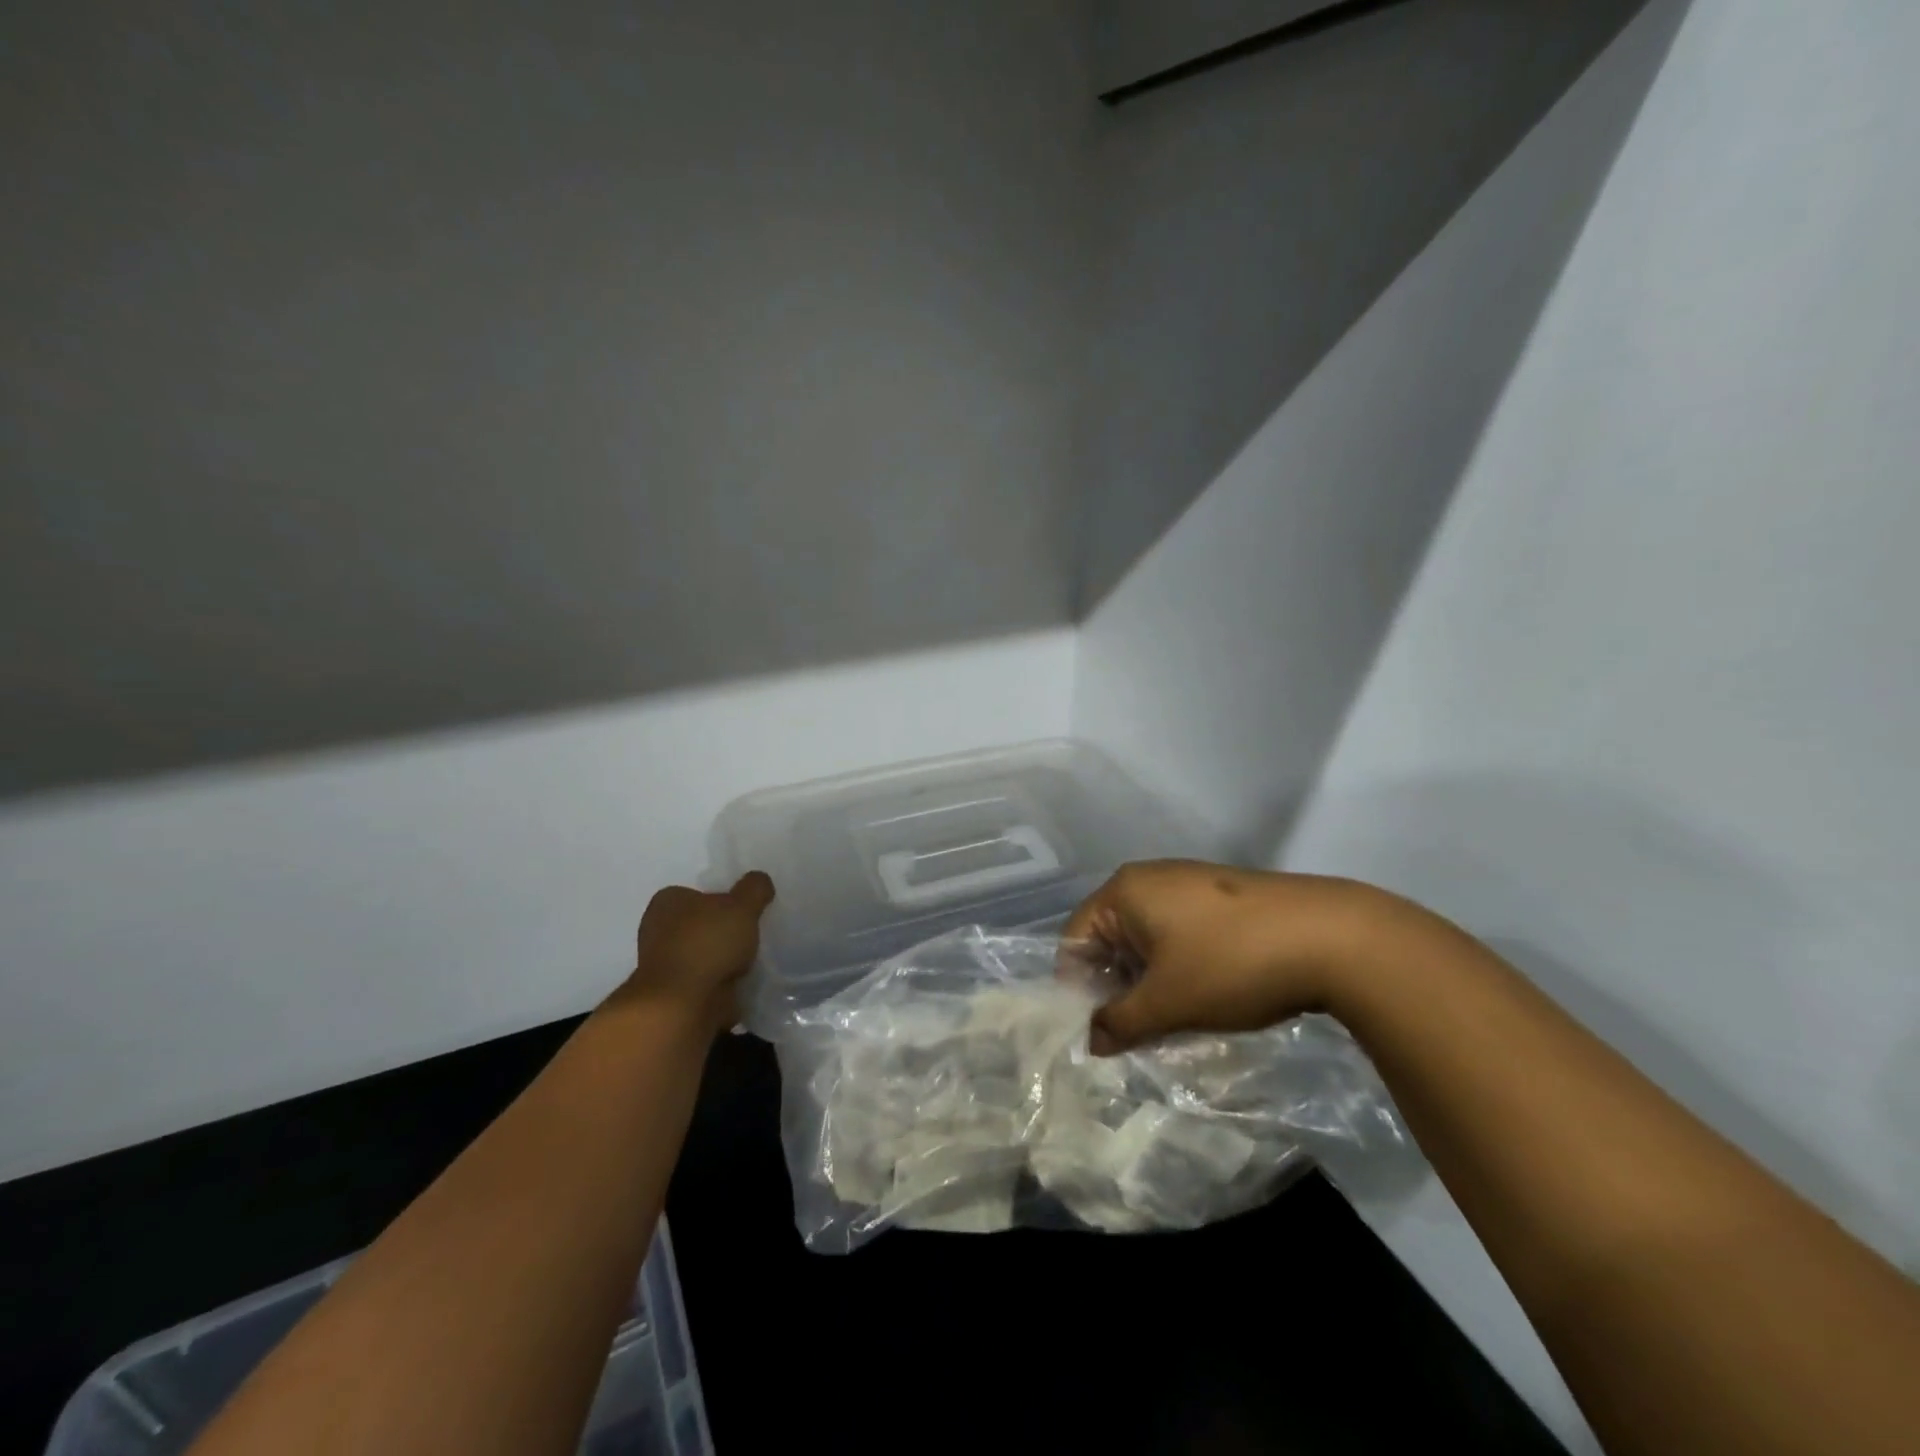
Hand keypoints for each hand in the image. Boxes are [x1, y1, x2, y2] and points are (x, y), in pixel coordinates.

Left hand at [610, 872, 774, 1033]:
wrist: (683, 1003)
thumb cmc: (709, 943)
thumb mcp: (743, 905)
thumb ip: (754, 888)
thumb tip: (760, 881)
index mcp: (667, 901)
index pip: (698, 893)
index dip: (723, 901)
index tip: (745, 913)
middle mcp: (657, 929)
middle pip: (700, 925)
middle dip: (722, 932)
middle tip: (750, 937)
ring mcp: (661, 964)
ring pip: (701, 955)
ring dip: (721, 960)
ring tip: (750, 963)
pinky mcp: (671, 994)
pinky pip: (702, 982)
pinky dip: (718, 984)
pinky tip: (738, 985)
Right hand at [1063, 860, 1407, 1053]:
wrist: (1332, 937)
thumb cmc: (1231, 964)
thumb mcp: (1168, 1003)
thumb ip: (1120, 1023)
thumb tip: (1091, 1041)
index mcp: (1124, 891)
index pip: (1074, 940)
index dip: (1077, 989)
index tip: (1098, 1032)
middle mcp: (1150, 878)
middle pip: (1109, 938)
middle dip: (1116, 988)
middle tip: (1133, 1034)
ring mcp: (1188, 883)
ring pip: (1146, 939)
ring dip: (1148, 982)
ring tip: (1170, 1022)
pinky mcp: (1220, 896)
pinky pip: (1178, 933)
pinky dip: (1178, 966)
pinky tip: (1203, 996)